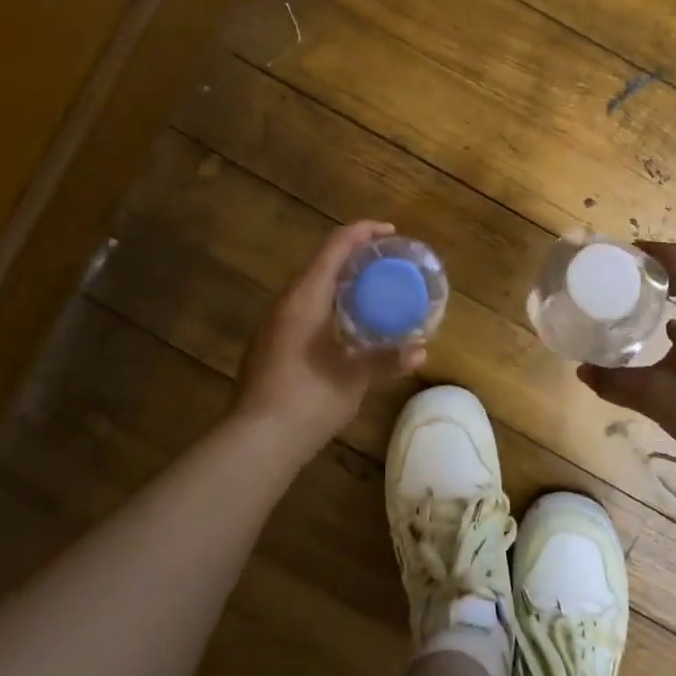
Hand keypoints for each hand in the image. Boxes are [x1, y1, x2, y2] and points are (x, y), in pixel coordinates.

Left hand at [235, 220, 424, 455]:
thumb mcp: (354, 379)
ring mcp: (272, 324)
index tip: (391, 233)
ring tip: (371, 292)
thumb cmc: (308, 400)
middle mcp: (286, 302)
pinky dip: (327, 304)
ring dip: (339, 282)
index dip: (363, 232)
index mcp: (305, 297)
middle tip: (386, 264)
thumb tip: (421, 350)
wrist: (255, 442)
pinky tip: (344, 327)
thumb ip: (387, 359)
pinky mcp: (268, 344)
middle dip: (354, 257)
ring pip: (310, 287)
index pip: (335, 246)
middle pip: (321, 262)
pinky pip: (302, 309)